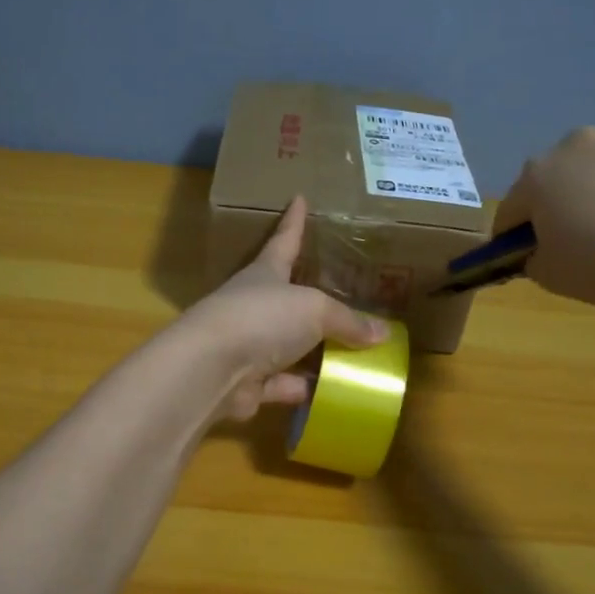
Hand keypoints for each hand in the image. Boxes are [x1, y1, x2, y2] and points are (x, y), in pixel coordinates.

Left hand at [177, 196, 387, 421]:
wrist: (211, 368)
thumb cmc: (262, 318)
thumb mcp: (315, 309)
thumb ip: (348, 321)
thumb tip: (382, 333)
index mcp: (266, 273)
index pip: (284, 240)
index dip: (294, 222)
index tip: (298, 199)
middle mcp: (255, 306)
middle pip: (289, 298)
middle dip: (313, 298)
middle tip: (344, 294)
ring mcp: (249, 345)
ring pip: (289, 347)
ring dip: (315, 353)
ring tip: (353, 354)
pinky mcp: (248, 383)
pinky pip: (284, 385)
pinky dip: (304, 389)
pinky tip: (332, 395)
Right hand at [494, 128, 594, 308]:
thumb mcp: (549, 276)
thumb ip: (533, 259)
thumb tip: (539, 251)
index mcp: (538, 175)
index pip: (510, 210)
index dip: (511, 237)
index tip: (522, 257)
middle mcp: (578, 146)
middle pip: (558, 178)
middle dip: (560, 203)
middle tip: (575, 240)